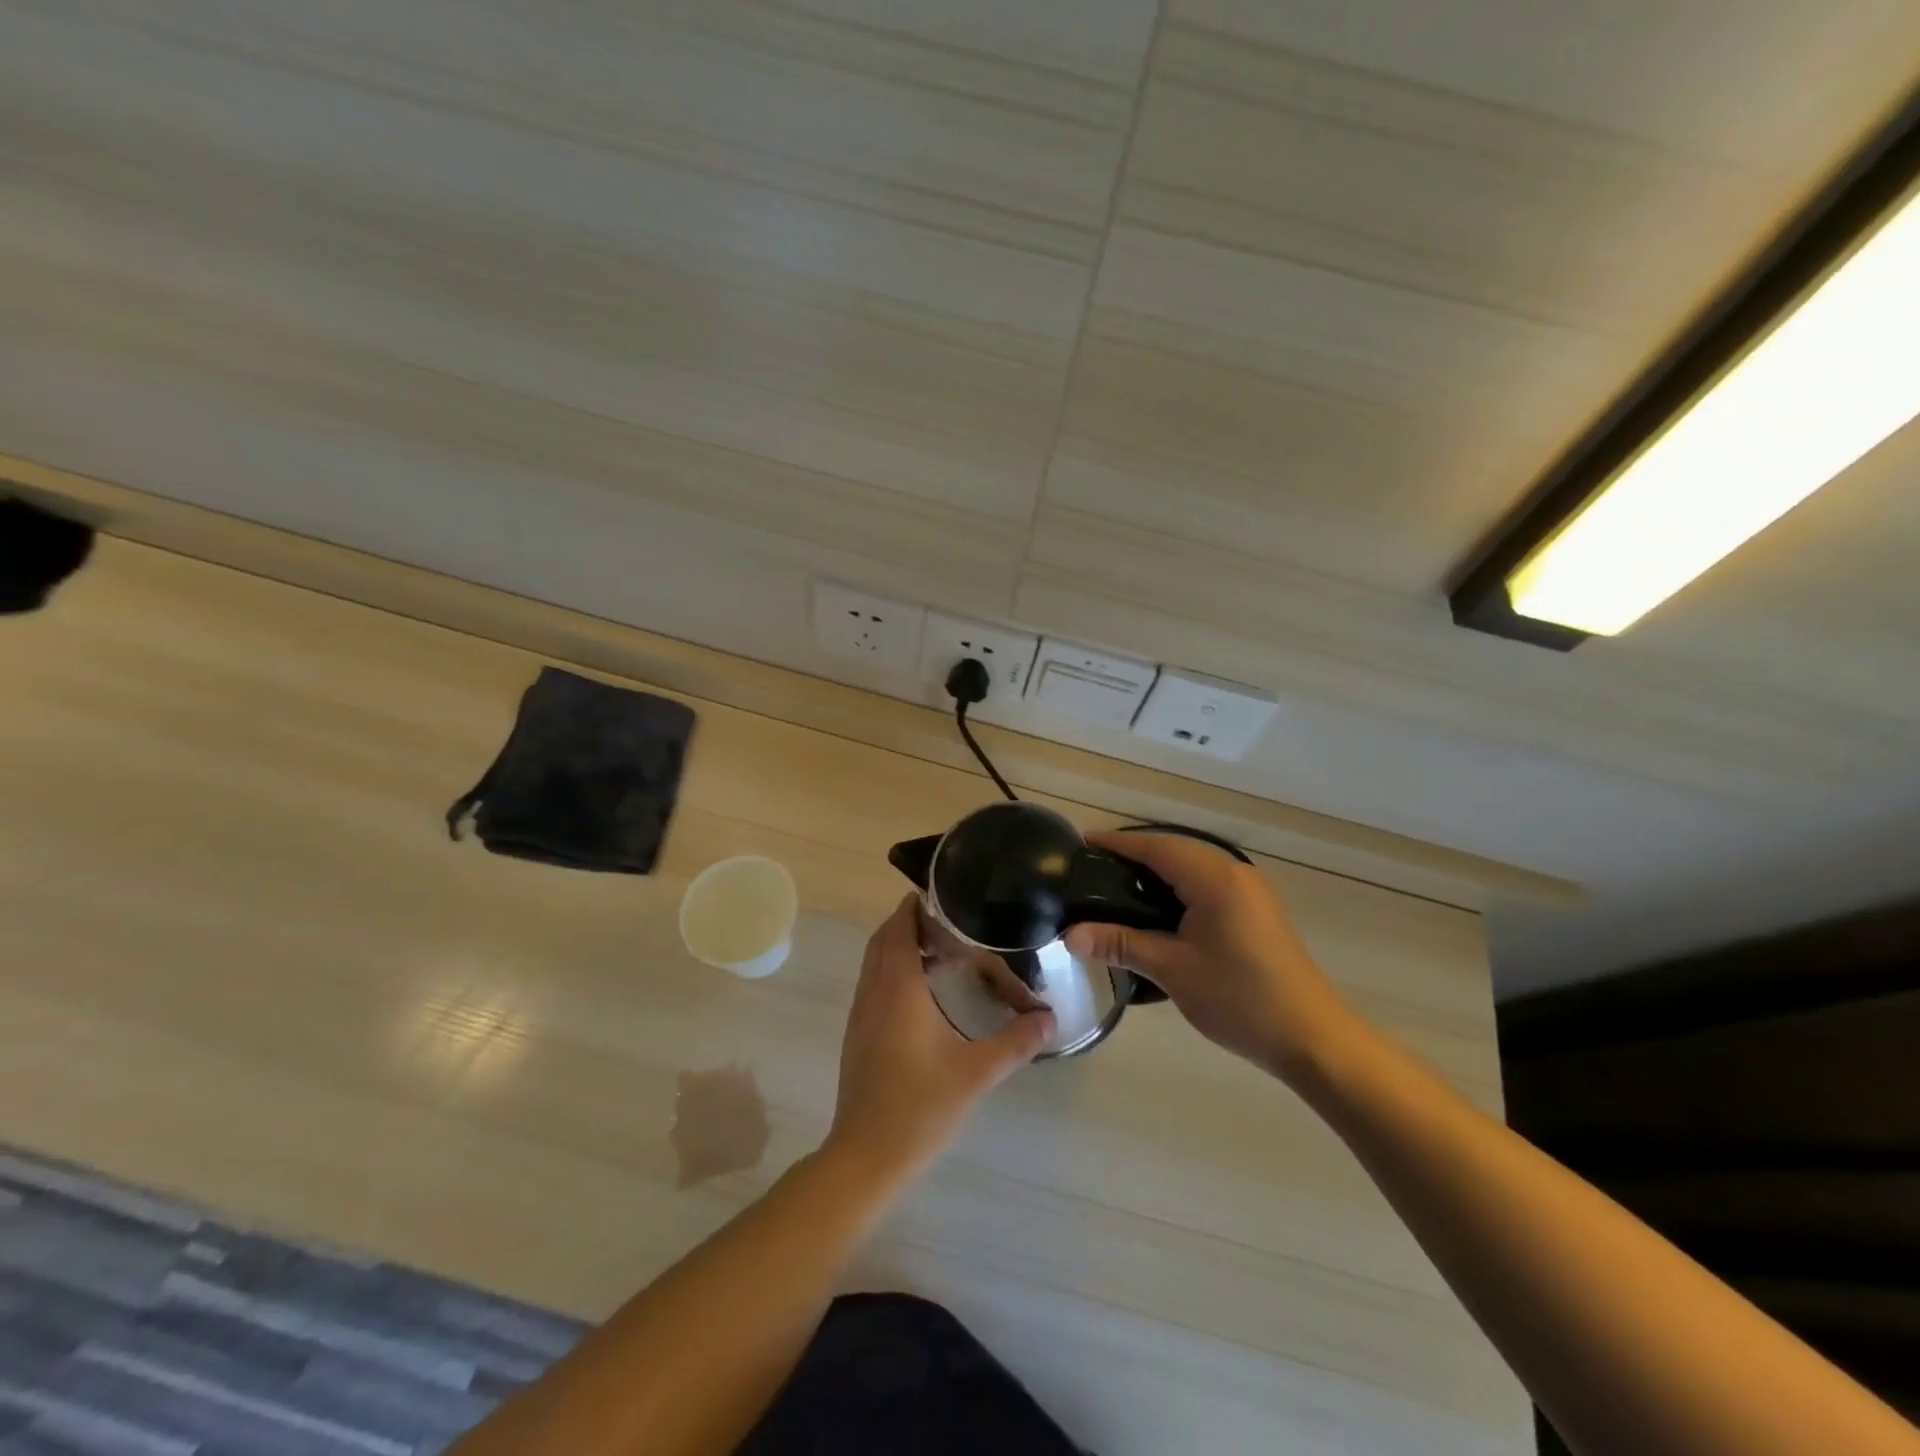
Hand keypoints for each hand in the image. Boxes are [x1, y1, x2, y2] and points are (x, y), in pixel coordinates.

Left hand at [826, 895, 1052, 1184]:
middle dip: (909, 923)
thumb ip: (1015, 1043)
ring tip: (940, 952)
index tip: (942, 896)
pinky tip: (923, 994)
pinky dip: (893, 971)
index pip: (899, 930)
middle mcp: (873, 994)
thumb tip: (1050, 1018)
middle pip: (883, 941)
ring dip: (900, 947)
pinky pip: (873, 984)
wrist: (865, 1157)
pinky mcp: (858, 1035)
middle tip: (949, 922)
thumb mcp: (975, 1074)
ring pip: (875, 963)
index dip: (914, 908)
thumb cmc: (919, 1109)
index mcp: (898, 991)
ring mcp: (861, 1015)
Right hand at [1064, 831, 1354, 1084]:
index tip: (1082, 843)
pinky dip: (1178, 889)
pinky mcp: (1256, 912)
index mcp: (1214, 879)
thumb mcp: (1172, 969)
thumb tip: (1070, 936)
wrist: (1312, 1038)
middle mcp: (1234, 874)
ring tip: (1117, 889)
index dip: (1117, 844)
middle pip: (1174, 852)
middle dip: (1133, 857)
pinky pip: (1207, 885)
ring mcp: (1250, 892)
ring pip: (1192, 869)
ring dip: (1156, 874)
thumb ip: (1120, 945)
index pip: (1155, 848)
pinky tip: (1157, 912)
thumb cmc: (1239, 998)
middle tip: (1092, 871)